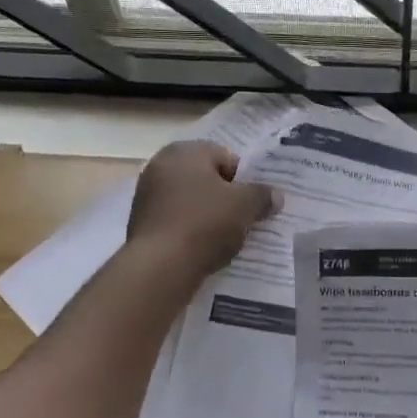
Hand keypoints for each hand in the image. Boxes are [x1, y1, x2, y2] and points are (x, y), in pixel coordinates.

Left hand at [126, 141, 279, 280]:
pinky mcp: (141, 222)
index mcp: (185, 151)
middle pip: (206, 178)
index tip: (253, 203)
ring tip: (225, 238)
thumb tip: (275, 195)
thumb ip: (263, 195)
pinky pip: (176, 220)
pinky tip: (202, 248)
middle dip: (225, 197)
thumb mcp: (245, 206)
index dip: (244, 179)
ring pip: (190, 200)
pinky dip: (190, 230)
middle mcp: (161, 165)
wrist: (160, 266)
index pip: (225, 157)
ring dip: (208, 214)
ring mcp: (146, 194)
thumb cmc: (205, 223)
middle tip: (243, 219)